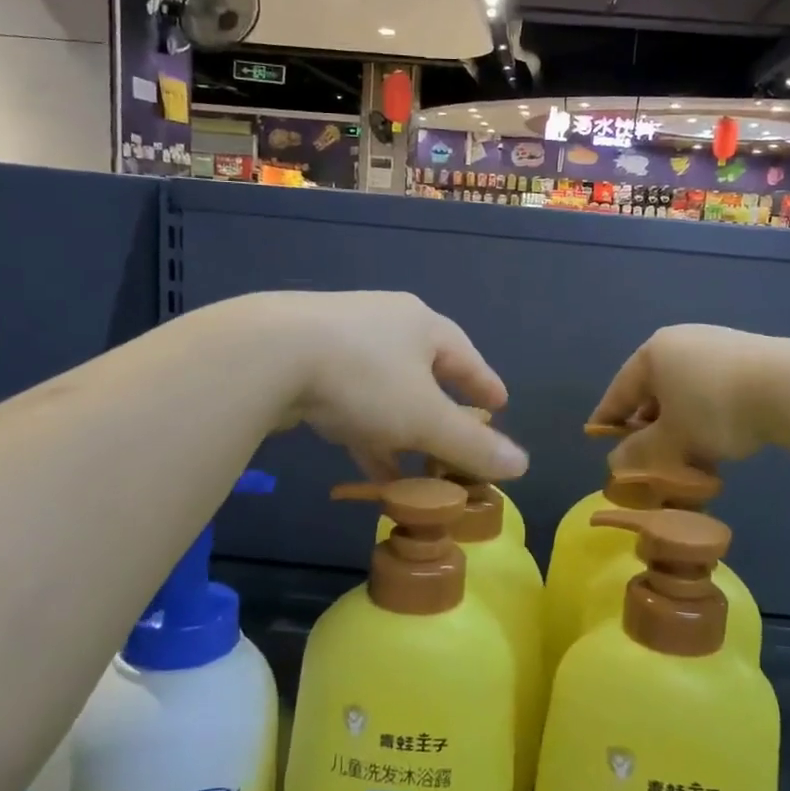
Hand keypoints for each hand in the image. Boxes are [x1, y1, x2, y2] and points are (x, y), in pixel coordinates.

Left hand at [241, 291, 527, 482]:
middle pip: (425, 372)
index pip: (466, 357)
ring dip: (402, 429)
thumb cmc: (363, 379)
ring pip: (385, 390)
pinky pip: (351, 399)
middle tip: (456, 438)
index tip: (499, 406)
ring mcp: (341, 338)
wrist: (266, 353)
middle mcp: (385, 324)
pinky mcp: (304, 359)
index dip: (484, 384)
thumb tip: (523, 465)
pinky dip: (367, 430)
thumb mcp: (425, 419)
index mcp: (422, 325)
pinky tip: (368, 460)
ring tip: (414, 466)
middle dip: (441, 411)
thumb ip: (472, 445)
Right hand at [587, 324, 789, 471]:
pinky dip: (706, 414)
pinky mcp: (747, 357)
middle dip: (648, 423)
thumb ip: (639, 451)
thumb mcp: (671, 438)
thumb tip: (616, 461)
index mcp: (654, 352)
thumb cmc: (714, 408)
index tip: (597, 436)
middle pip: (654, 388)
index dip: (608, 416)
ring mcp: (717, 345)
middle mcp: (682, 341)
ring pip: (685, 391)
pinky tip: (716, 440)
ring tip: (685, 455)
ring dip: (680, 424)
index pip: (620, 389)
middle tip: (645, 453)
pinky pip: (712, 389)